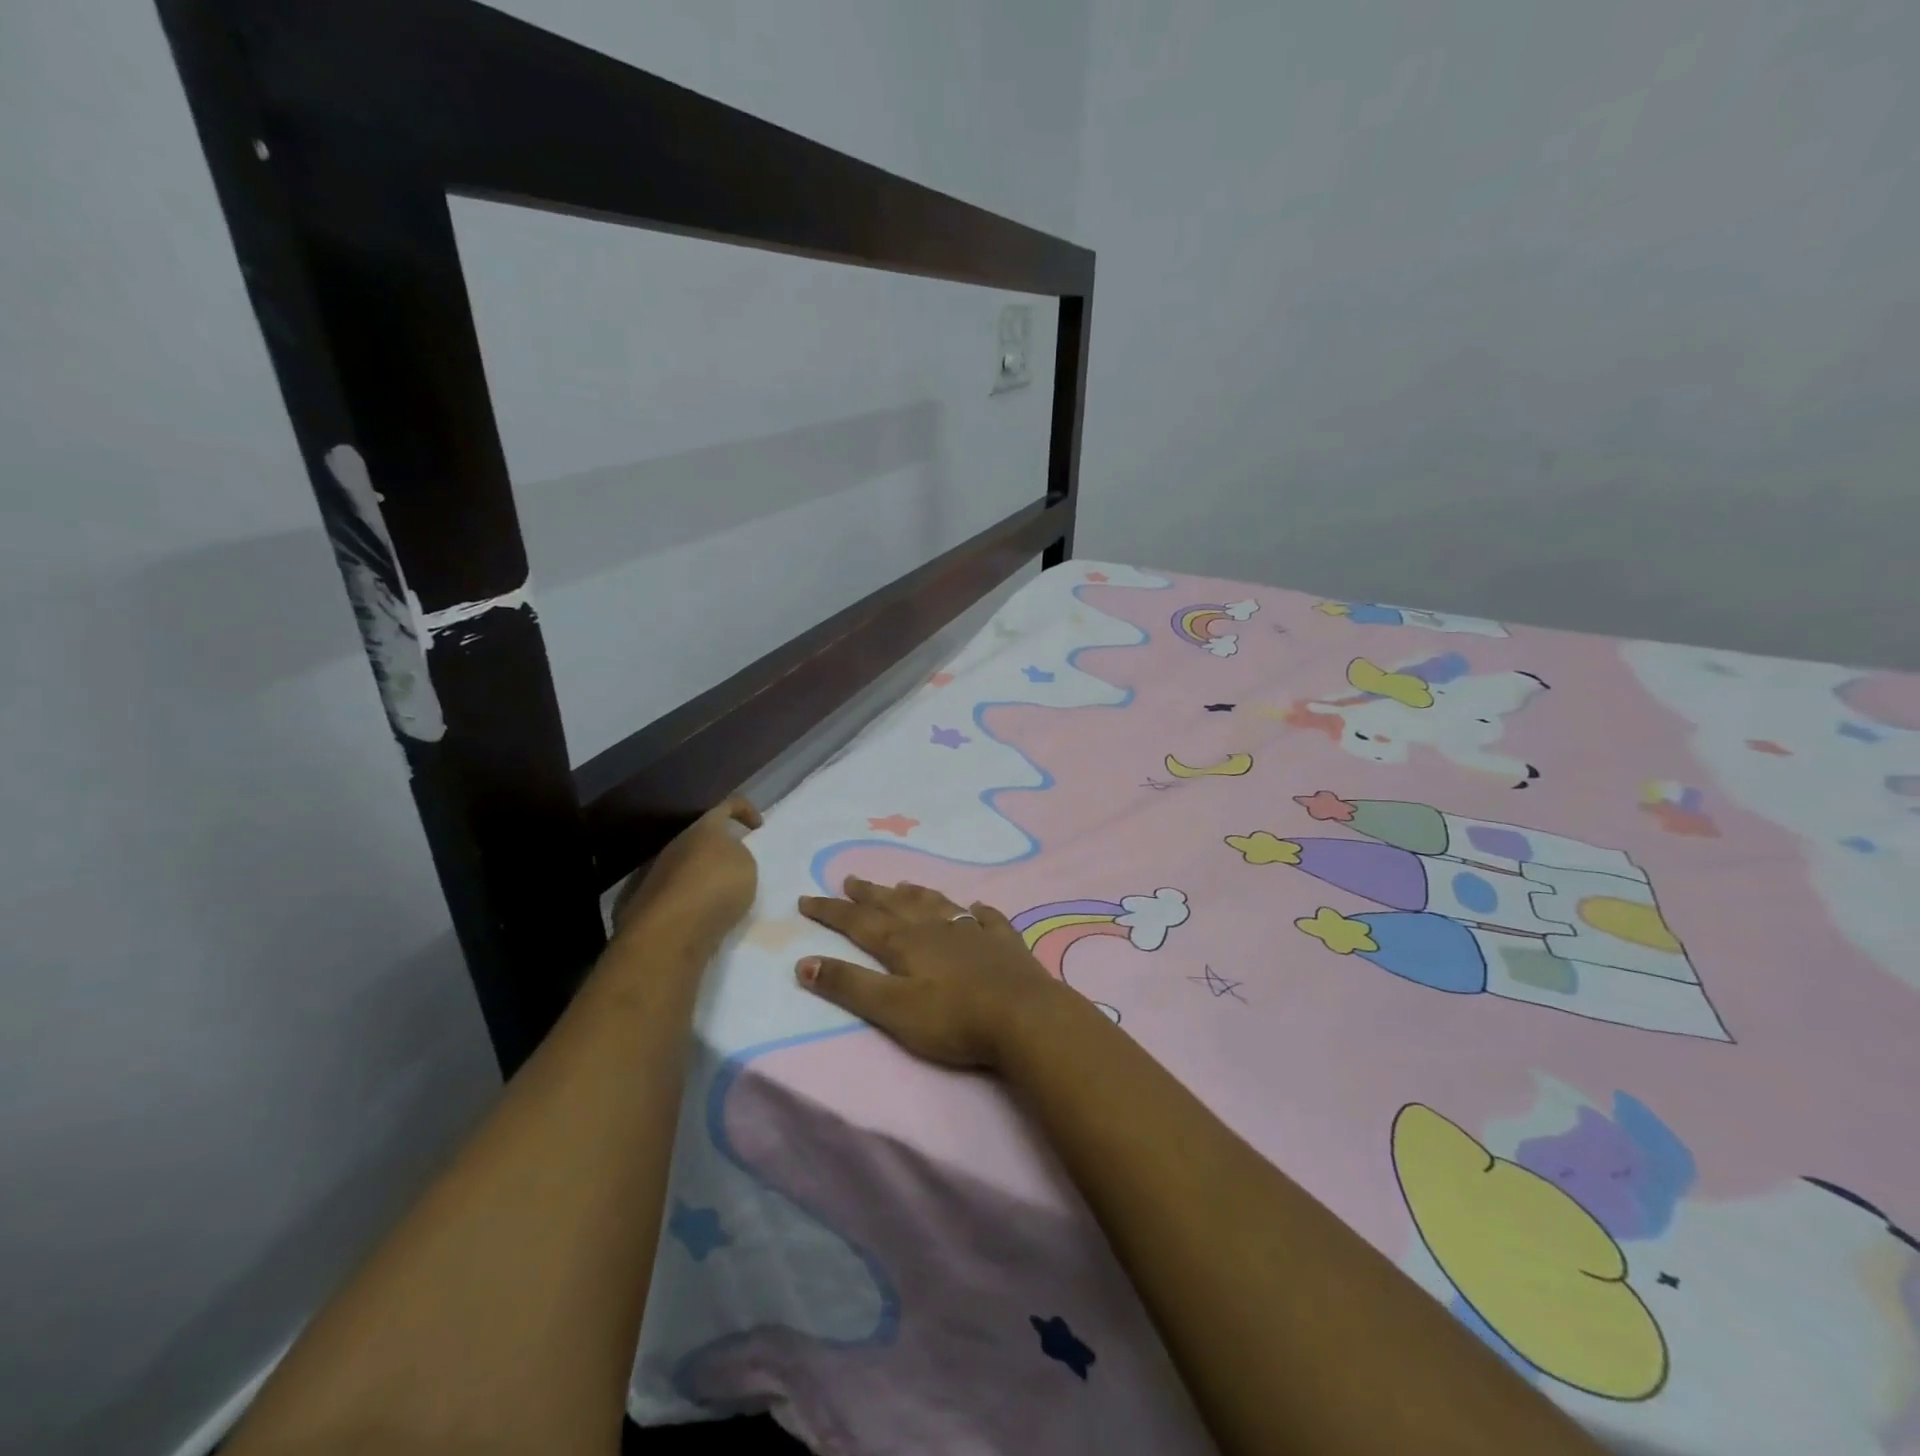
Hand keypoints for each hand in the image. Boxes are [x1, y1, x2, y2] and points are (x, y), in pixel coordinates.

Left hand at [613, 797, 762, 952]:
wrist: (670, 930)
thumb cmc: (717, 886)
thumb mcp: (748, 865)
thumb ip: (740, 856)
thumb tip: (729, 858)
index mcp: (704, 828)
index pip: (727, 806)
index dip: (745, 810)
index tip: (758, 828)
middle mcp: (677, 845)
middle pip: (703, 838)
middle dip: (722, 849)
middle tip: (741, 867)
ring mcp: (658, 873)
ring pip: (688, 866)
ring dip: (706, 877)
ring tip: (725, 898)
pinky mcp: (649, 903)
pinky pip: (679, 894)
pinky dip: (693, 901)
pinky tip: (706, 916)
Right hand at [795, 877, 1076, 1070]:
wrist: (1024, 1017)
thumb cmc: (953, 1018)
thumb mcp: (893, 1008)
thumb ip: (850, 986)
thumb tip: (804, 963)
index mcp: (906, 943)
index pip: (860, 922)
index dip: (832, 911)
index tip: (807, 898)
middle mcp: (937, 929)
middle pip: (896, 906)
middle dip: (870, 894)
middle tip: (850, 879)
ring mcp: (974, 933)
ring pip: (938, 905)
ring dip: (916, 895)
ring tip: (902, 885)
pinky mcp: (1005, 944)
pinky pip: (988, 920)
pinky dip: (978, 911)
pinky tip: (977, 907)